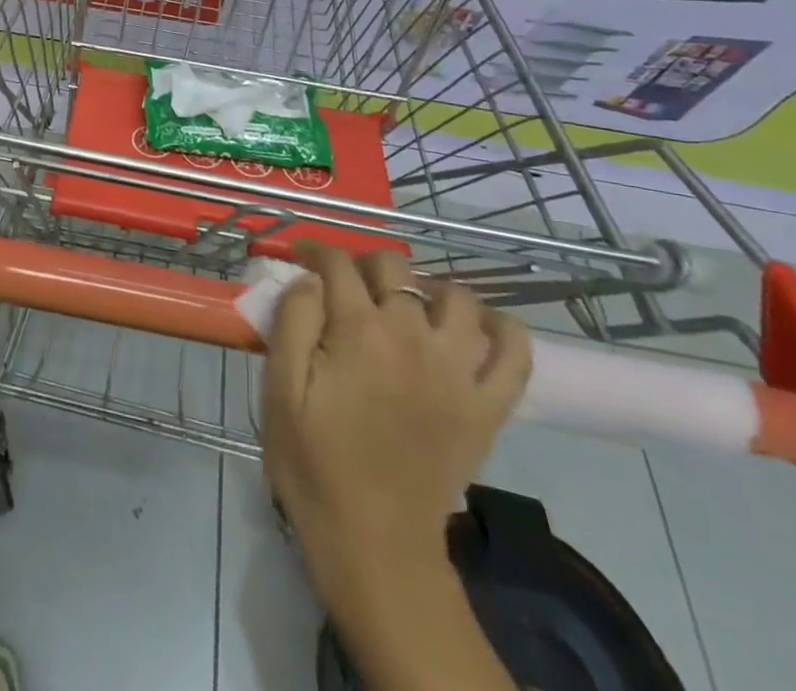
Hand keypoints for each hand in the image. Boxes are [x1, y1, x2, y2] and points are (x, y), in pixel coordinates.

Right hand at [261, 243, 530, 609]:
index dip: (316, 251)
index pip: (338, 265)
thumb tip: (310, 278)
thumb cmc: (315, 464)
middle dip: (365, 264)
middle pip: (395, 267)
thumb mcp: (281, 390)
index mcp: (358, 331)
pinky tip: (476, 326)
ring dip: (428, 288)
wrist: (375, 545)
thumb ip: (292, 321)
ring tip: (407, 305)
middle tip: (347, 285)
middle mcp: (412, 336)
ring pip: (456, 296)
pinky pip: (515, 352)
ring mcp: (457, 370)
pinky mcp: (488, 406)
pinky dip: (503, 328)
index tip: (302, 256)